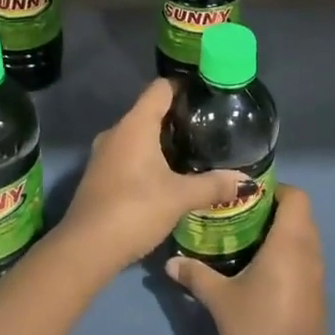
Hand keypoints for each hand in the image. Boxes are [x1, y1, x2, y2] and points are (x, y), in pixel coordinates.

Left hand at [57, 78, 248, 272]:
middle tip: (208, 128)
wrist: (86, 248)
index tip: (207, 95)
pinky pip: (128, 155)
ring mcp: (104, 154)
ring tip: (193, 152)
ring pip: (138, 135)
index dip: (184, 86)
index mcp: (135, 125)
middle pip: (149, 111)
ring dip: (162, 140)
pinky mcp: (99, 175)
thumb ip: (213, 185)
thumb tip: (248, 181)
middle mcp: (116, 132)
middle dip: (177, 117)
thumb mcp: (179, 197)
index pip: (160, 88)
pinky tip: (167, 176)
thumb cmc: (134, 209)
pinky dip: (148, 158)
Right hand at [167, 186, 326, 334]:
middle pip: (300, 215)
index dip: (274, 190)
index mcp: (291, 243)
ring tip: (243, 240)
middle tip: (237, 215)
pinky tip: (256, 271)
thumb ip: (196, 274)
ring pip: (302, 240)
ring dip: (278, 235)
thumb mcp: (220, 300)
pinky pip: (303, 262)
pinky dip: (285, 257)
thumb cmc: (257, 331)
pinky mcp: (315, 298)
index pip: (296, 196)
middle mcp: (309, 254)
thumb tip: (171, 261)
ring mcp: (316, 278)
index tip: (245, 196)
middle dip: (271, 211)